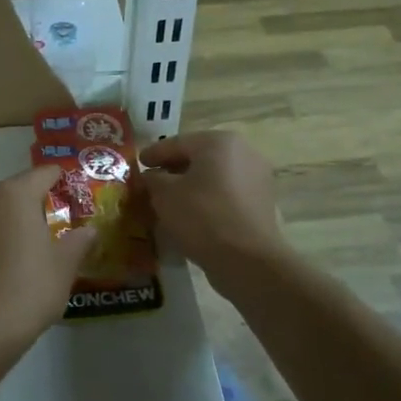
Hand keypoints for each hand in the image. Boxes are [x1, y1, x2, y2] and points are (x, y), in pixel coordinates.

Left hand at [0, 166, 94, 356]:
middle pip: (13, 191)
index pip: (42, 174)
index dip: (59, 179)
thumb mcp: (64, 266)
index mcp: (15, 194)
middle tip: (51, 224)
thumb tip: (89, 231)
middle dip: (31, 202)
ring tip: (22, 245)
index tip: (71, 190)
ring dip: (5, 220)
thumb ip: (78, 242)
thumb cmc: (29, 289)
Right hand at [139, 132, 291, 279]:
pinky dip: (208, 199)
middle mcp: (243, 151)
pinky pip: (227, 194)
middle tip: (152, 182)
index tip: (138, 163)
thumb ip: (153, 179)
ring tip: (170, 201)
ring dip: (192, 186)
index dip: (154, 154)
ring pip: (214, 177)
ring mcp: (257, 177)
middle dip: (174, 170)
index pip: (177, 143)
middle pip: (199, 158)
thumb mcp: (164, 195)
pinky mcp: (262, 202)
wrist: (248, 259)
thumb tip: (151, 177)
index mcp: (218, 141)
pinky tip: (192, 214)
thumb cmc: (202, 216)